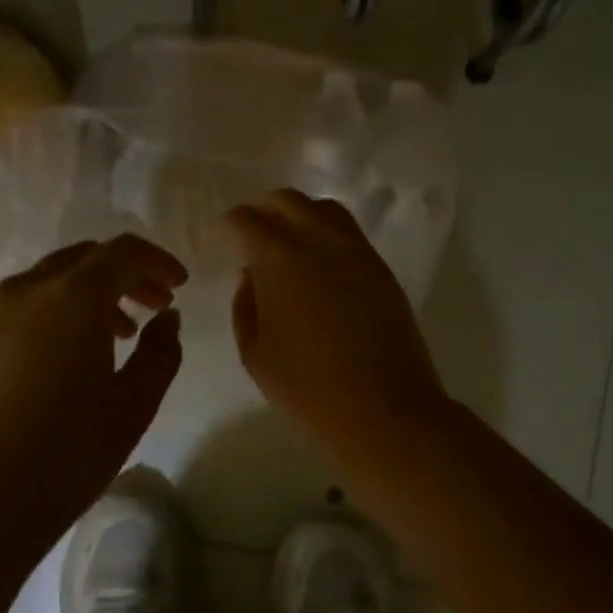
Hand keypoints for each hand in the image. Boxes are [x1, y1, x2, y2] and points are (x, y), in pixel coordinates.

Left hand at [0, 235, 187, 574]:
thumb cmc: (64, 458)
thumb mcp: (133, 406)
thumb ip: (161, 352)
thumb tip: (166, 318)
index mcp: (71, 298)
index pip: (122, 252)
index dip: (158, 262)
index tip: (180, 285)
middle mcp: (23, 291)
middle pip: (83, 259)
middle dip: (124, 275)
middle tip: (153, 306)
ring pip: (47, 282)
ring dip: (87, 295)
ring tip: (113, 337)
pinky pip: (17, 309)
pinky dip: (50, 314)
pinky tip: (60, 360)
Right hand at [227, 189, 447, 455]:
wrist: (386, 412)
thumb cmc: (309, 391)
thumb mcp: (256, 354)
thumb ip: (245, 306)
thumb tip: (251, 276)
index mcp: (279, 259)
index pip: (246, 220)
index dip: (230, 227)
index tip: (227, 241)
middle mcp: (319, 241)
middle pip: (287, 200)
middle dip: (264, 212)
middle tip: (254, 238)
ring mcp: (356, 251)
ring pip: (323, 209)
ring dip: (299, 216)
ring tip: (290, 246)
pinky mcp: (380, 267)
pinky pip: (349, 233)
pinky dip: (327, 234)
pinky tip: (321, 265)